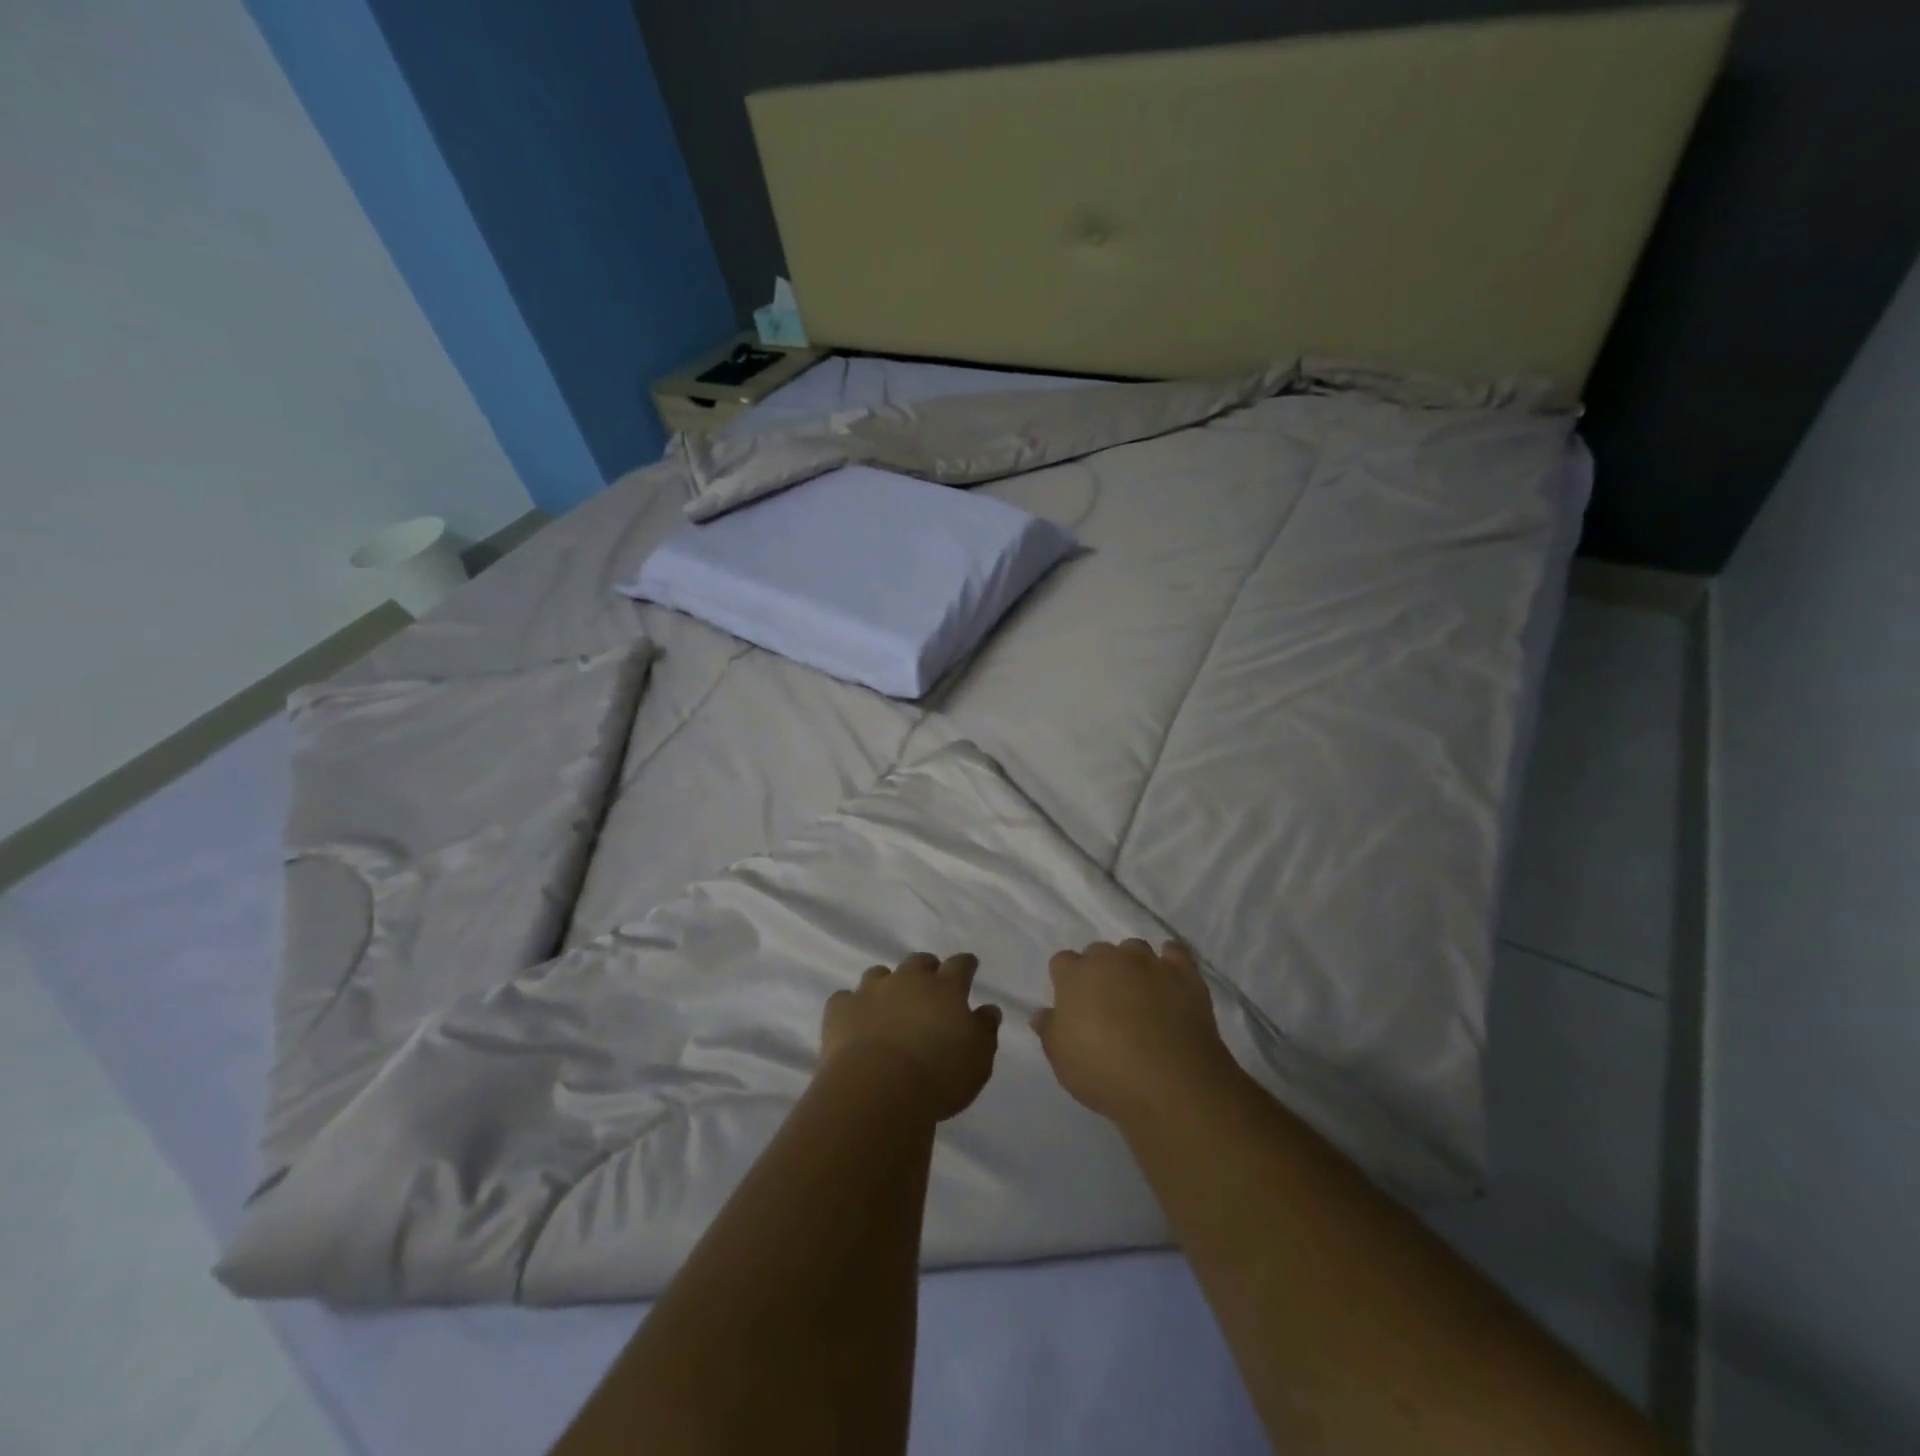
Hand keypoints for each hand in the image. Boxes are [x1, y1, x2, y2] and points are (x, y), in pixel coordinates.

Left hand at [821, 953, 1001, 1120]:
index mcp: (946, 988)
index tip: (969, 967)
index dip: (966, 965)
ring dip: (887, 985)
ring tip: (888, 1004)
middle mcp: (909, 980)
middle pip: (919, 962)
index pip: (960, 965)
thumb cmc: (939, 1076)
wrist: (879, 1089)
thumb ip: (985, 1030)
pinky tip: (853, 1021)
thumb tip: (988, 1009)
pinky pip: (845, 998)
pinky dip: (851, 1007)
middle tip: (929, 987)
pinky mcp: (841, 1009)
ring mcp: (872, 991)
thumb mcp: (979, 1059)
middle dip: (926, 969)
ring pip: (880, 974)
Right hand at [1033, 939, 1240, 1124]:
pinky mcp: (1184, 974)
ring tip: (1139, 992)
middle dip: (1099, 970)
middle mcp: (1110, 960)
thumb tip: (1042, 1013)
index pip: (1062, 961)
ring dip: (1132, 964)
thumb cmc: (1104, 1072)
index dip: (1066, 980)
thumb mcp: (1062, 1060)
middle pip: (1098, 952)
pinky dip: (1170, 961)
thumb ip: (1049, 1031)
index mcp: (1075, 976)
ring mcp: (1149, 963)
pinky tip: (1169, 977)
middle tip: (1105, 1002)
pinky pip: (1175, 953)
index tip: (1072, 1004)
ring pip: (1134, 949)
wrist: (1169, 1083)